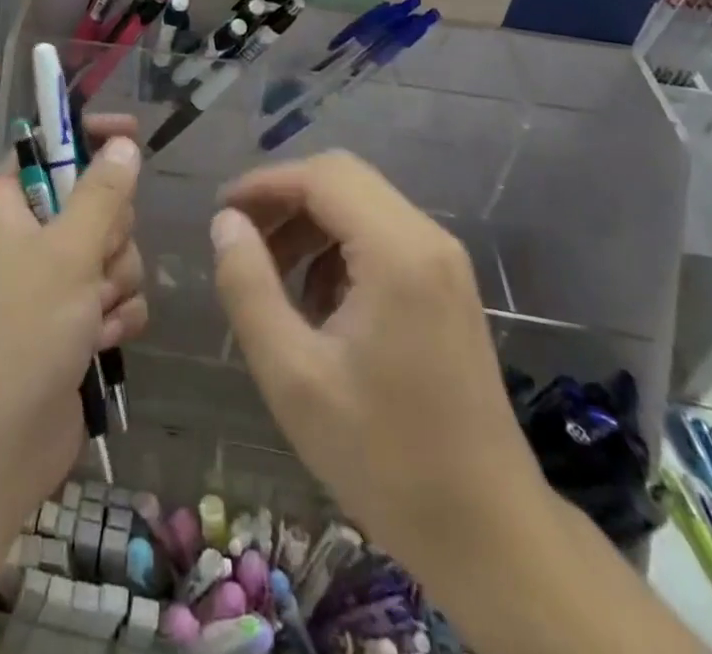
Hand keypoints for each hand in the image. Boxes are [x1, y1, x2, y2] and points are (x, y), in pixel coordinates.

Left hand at [0, 115, 147, 537]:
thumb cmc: (21, 330)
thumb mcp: (67, 251)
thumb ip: (103, 193)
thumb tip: (123, 144)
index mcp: (10, 204)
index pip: (50, 147)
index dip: (89, 137)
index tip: (129, 134)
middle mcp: (29, 237)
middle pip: (96, 202)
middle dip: (111, 234)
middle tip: (94, 262)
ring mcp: (52, 283)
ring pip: (114, 252)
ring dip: (116, 282)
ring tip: (92, 314)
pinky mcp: (73, 324)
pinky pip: (116, 297)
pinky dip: (116, 317)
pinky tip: (100, 343)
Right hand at [210, 153, 546, 558]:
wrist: (490, 533)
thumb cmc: (384, 456)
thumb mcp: (293, 375)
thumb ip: (249, 287)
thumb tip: (226, 222)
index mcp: (397, 252)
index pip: (321, 177)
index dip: (264, 184)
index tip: (221, 213)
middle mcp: (428, 239)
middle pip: (343, 179)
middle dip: (285, 199)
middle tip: (242, 239)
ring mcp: (444, 261)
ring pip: (362, 204)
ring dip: (309, 224)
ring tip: (271, 276)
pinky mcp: (447, 285)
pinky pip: (382, 235)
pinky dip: (338, 247)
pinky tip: (317, 302)